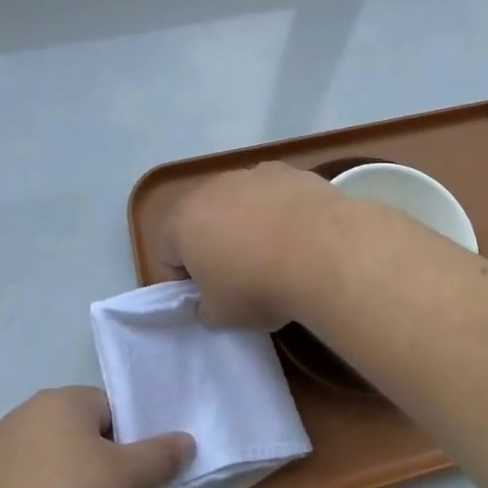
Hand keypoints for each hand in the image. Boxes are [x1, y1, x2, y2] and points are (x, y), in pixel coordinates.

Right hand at [155, 162, 347, 329]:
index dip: (182, 277)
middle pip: (202, 218)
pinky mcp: (287, 171)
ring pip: (239, 201)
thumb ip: (206, 308)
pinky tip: (300, 234)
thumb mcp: (223, 316)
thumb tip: (210, 302)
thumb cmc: (259, 286)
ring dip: (247, 222)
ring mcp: (251, 174)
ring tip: (275, 252)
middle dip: (213, 243)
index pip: (165, 250)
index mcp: (183, 223)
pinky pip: (273, 193)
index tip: (206, 296)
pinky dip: (279, 209)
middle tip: (238, 274)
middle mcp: (212, 189)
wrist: (322, 250)